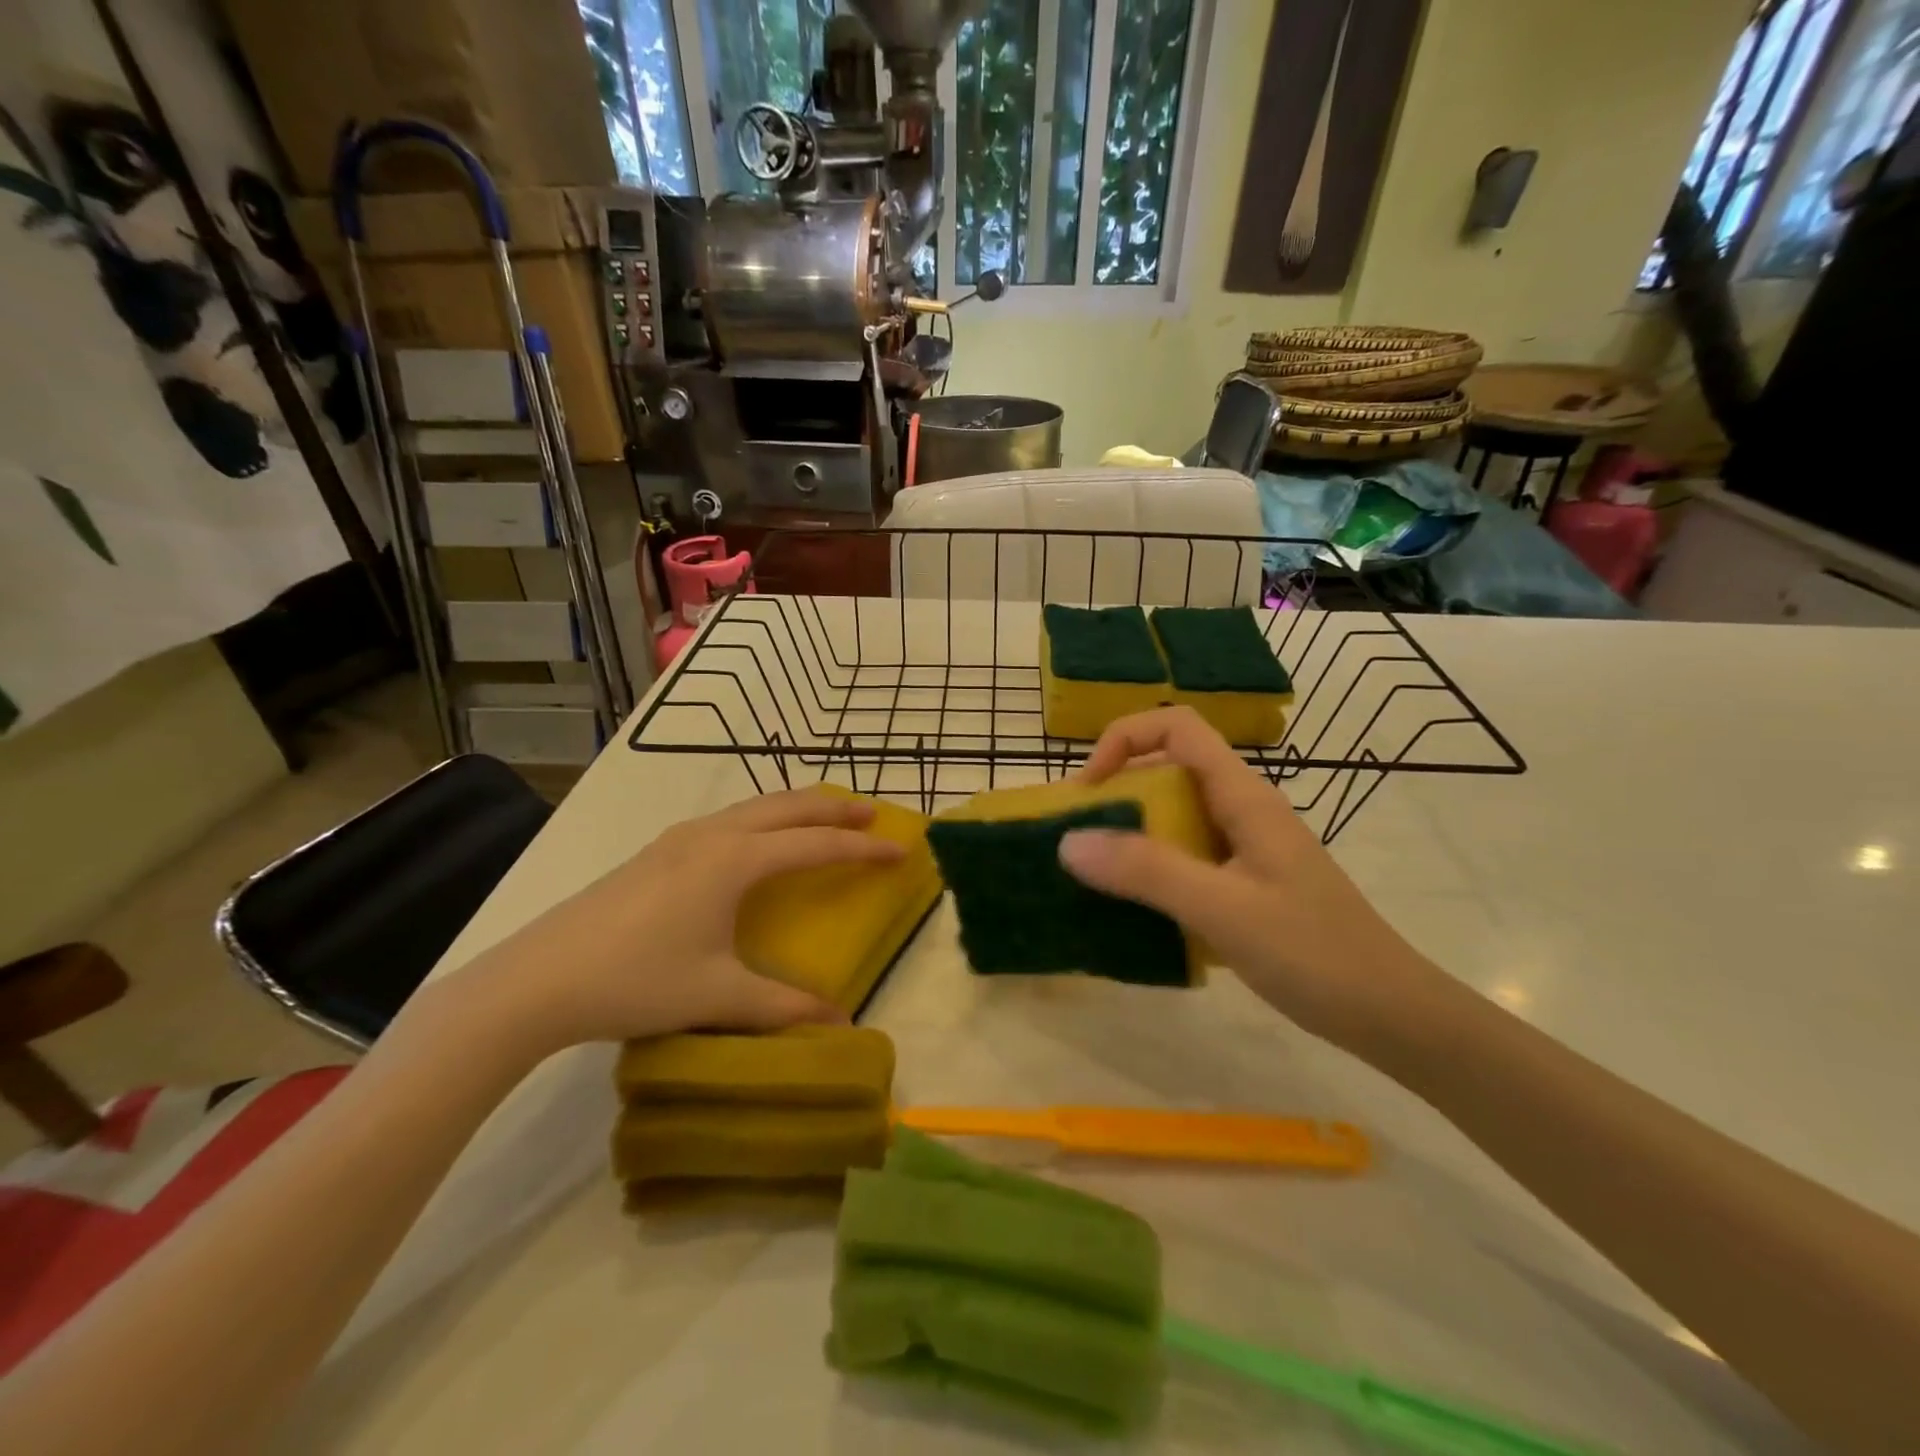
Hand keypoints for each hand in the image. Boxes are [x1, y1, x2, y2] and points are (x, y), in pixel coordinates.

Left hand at [449, 789, 902, 1054]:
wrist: (538, 980)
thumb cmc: (636, 980)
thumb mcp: (717, 996)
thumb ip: (783, 1007)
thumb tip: (841, 1024)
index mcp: (734, 861)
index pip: (814, 845)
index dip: (861, 850)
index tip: (900, 850)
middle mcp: (711, 836)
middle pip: (786, 807)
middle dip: (833, 809)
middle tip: (872, 816)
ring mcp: (678, 840)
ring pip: (753, 807)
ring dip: (795, 809)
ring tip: (824, 818)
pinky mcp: (656, 853)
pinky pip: (728, 820)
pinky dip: (763, 819)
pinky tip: (758, 842)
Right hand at [1057, 708, 1442, 1050]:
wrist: (1393, 1015)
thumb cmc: (1315, 954)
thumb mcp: (1224, 909)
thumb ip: (1147, 871)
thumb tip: (1069, 841)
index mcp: (1243, 797)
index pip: (1177, 728)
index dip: (1124, 740)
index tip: (1089, 791)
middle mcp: (1242, 811)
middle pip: (1168, 770)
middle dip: (1115, 792)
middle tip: (1076, 840)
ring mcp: (1245, 849)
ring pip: (1174, 817)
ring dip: (1129, 835)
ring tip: (1092, 875)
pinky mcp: (1245, 884)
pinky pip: (1185, 858)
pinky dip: (1150, 871)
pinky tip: (1133, 909)